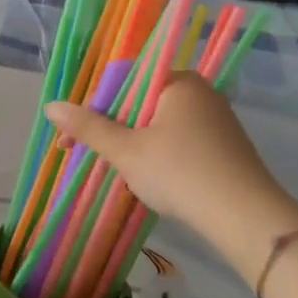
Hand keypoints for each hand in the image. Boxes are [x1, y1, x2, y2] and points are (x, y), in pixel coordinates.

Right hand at [46, 73, 297, 281]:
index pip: (123, 79)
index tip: (74, 138)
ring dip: (134, 144)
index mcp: (178, 82)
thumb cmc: (180, 173)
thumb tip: (51, 107)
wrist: (247, 219)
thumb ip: (88, 127)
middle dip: (113, 129)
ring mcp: (217, 119)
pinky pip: (179, 140)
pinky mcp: (225, 146)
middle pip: (140, 102)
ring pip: (158, 124)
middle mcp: (200, 92)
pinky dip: (159, 155)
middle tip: (96, 158)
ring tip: (124, 173)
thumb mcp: (126, 151)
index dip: (93, 107)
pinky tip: (155, 180)